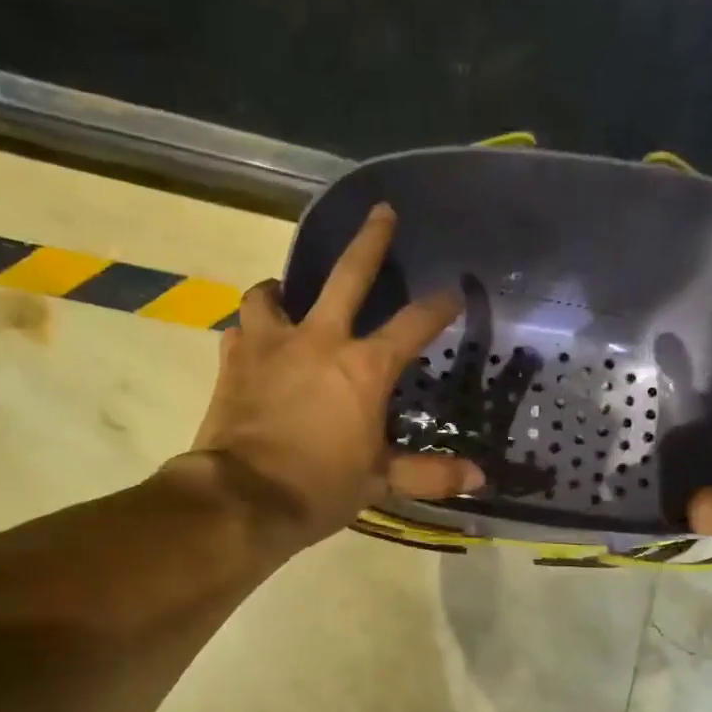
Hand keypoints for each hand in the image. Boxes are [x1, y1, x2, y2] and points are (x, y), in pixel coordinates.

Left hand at [183, 204, 483, 553]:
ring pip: (271, 294)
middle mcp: (319, 340)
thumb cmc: (319, 488)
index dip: (438, 307)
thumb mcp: (379, 482)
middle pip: (348, 274)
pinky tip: (253, 345)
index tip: (453, 294)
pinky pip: (240, 331)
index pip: (413, 325)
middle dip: (370, 240)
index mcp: (364, 368)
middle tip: (381, 213)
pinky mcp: (232, 361)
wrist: (244, 499)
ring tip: (284, 295)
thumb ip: (429, 474)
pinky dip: (249, 334)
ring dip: (280, 290)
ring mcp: (271, 345)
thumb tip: (479, 479)